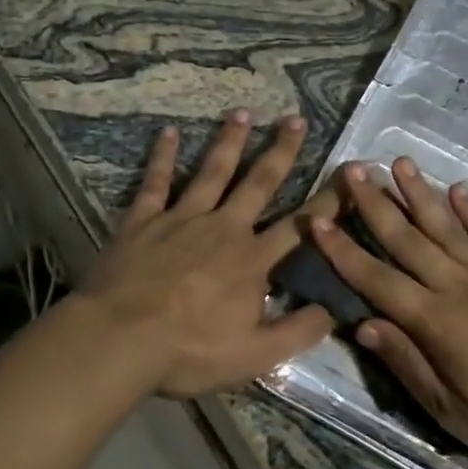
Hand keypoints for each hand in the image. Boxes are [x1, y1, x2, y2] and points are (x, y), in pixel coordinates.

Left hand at [78, 111, 334, 399]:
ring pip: (212, 172)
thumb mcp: (255, 355)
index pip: (299, 227)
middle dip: (280, 151)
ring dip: (229, 141)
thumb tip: (336, 309)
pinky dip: (164, 157)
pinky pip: (156, 182)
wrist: (120, 339)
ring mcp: (181, 219)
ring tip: (242, 112)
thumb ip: (298, 331)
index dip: (327, 202)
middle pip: (258, 183)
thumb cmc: (189, 351)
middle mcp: (223, 228)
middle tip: (295, 119)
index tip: (347, 175)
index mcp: (252, 260)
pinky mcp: (144, 220)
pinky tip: (169, 132)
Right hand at [309, 157, 467, 468]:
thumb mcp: (454, 412)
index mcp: (435, 322)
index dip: (344, 250)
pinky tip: (457, 189)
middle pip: (408, 239)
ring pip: (446, 226)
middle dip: (376, 203)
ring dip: (419, 193)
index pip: (377, 278)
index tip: (318, 219)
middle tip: (353, 169)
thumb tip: (364, 325)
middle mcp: (458, 286)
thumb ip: (409, 364)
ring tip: (399, 162)